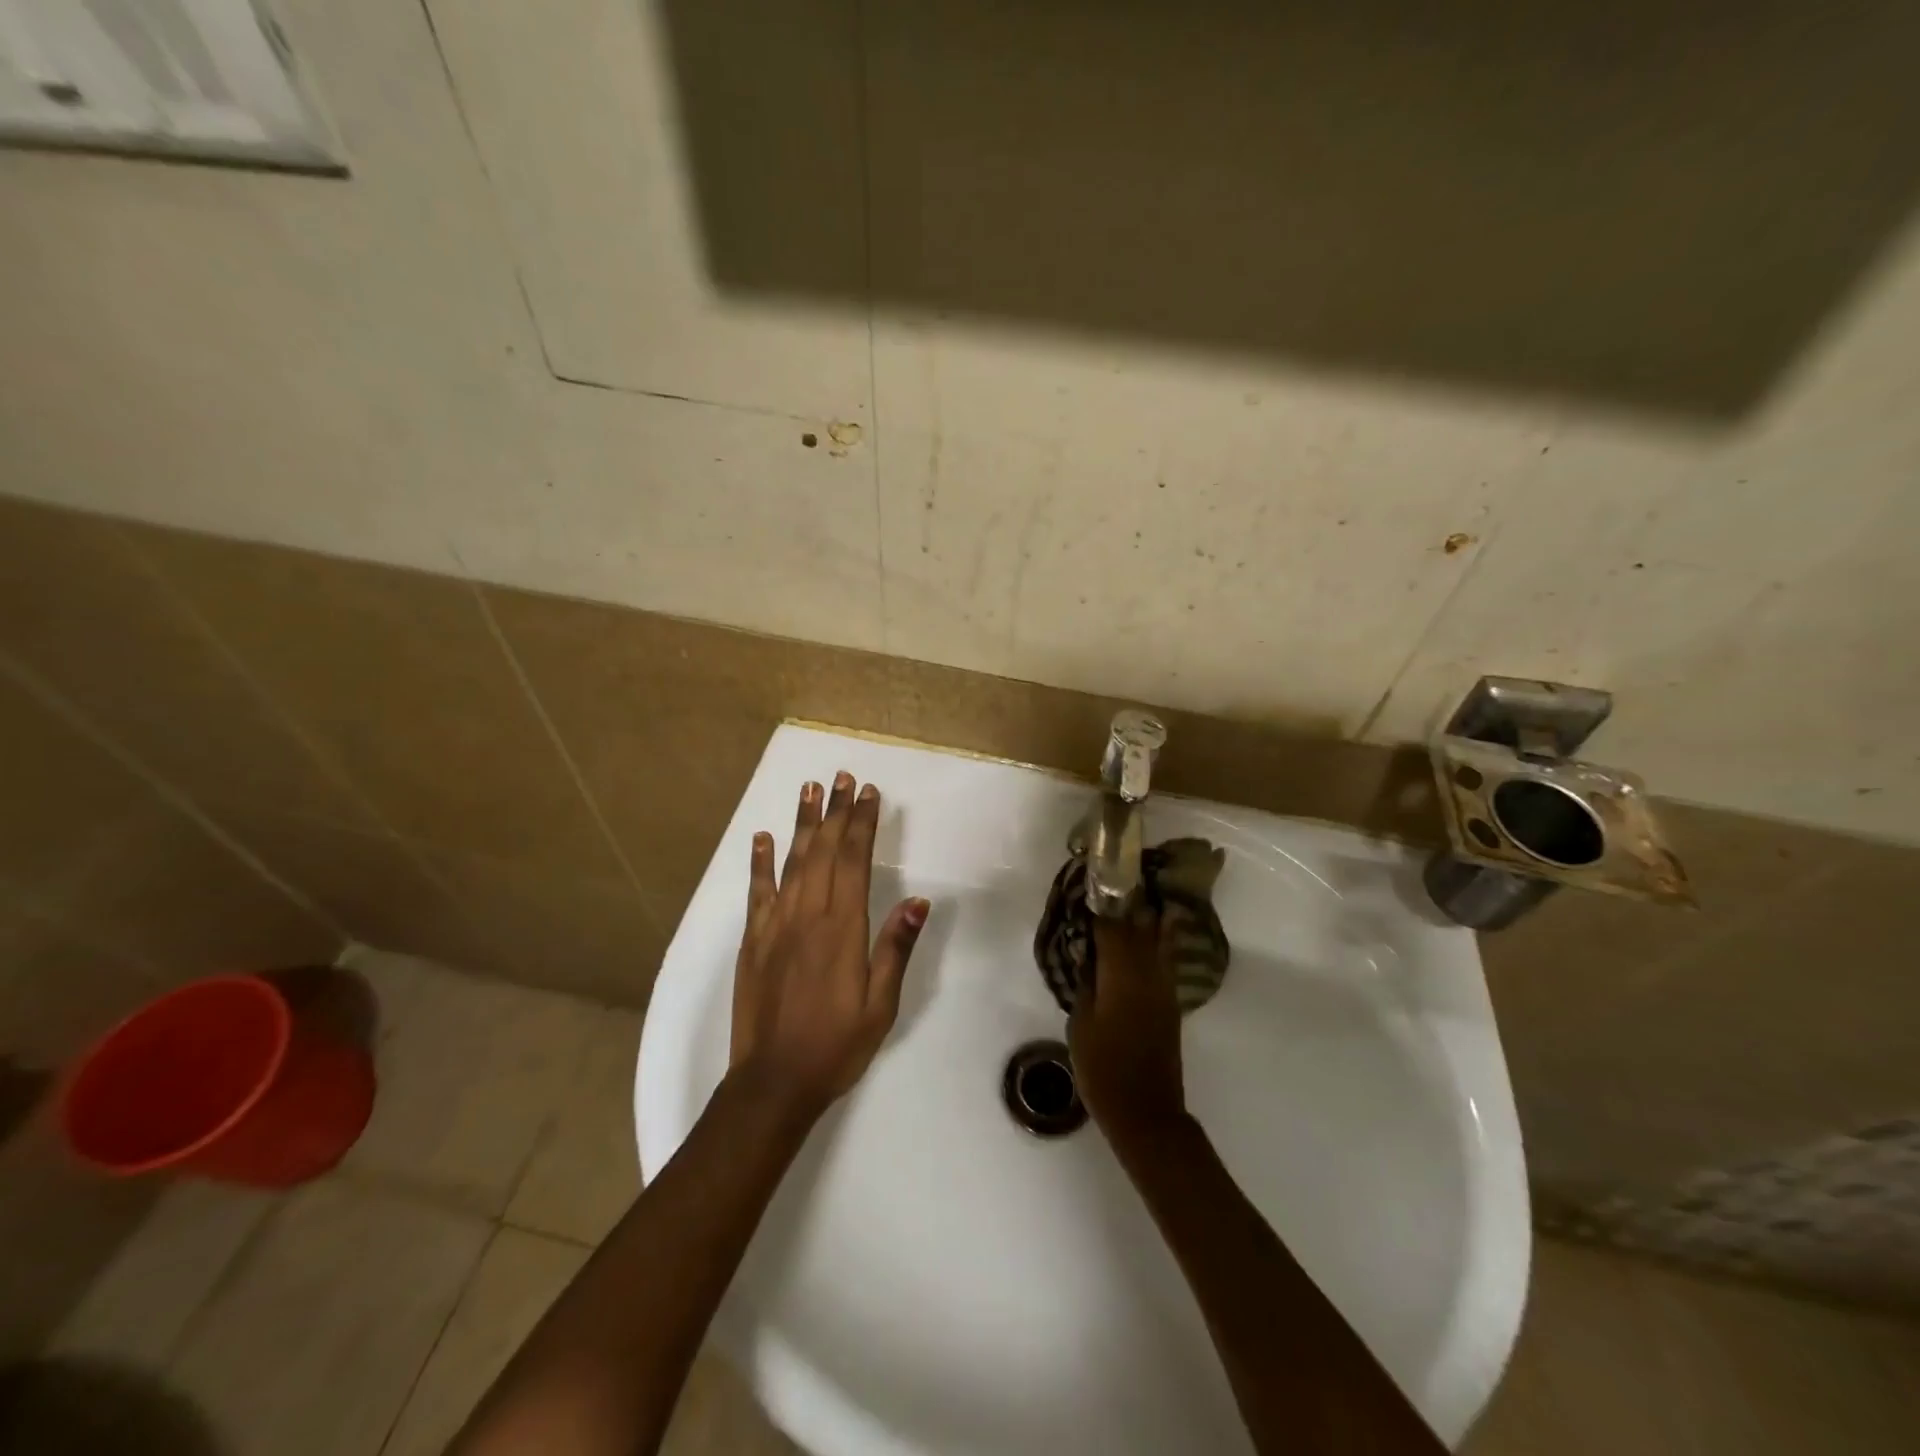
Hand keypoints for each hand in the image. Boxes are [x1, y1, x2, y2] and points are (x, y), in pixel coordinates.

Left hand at [729, 772, 929, 1118]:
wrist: (774, 1081)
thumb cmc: (836, 1044)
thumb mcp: (881, 1004)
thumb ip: (895, 948)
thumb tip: (917, 901)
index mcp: (842, 928)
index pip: (853, 860)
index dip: (861, 823)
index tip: (868, 793)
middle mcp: (808, 915)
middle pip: (823, 850)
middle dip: (834, 811)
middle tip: (841, 777)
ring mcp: (775, 925)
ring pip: (791, 862)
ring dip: (801, 823)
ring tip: (809, 789)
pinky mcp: (753, 940)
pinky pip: (757, 891)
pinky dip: (760, 862)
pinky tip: (763, 838)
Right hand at [1068, 905, 1186, 1147]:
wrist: (1146, 1111)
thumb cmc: (1103, 1070)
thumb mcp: (1080, 1025)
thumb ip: (1085, 984)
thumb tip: (1089, 957)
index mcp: (1122, 976)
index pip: (1112, 927)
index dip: (1101, 903)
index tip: (1091, 883)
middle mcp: (1147, 973)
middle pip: (1139, 926)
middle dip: (1126, 902)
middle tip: (1111, 882)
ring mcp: (1163, 987)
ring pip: (1157, 939)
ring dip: (1146, 916)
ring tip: (1134, 896)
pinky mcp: (1170, 1001)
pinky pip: (1163, 958)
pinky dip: (1157, 939)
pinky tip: (1149, 932)